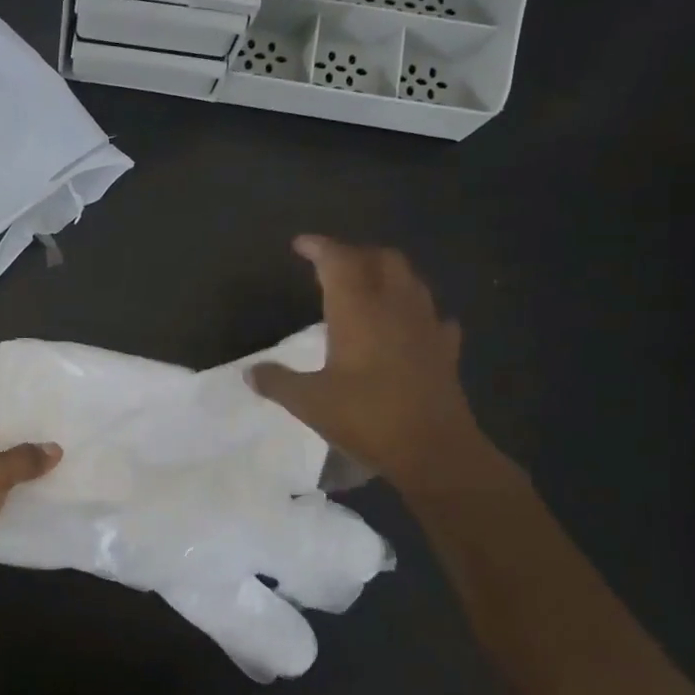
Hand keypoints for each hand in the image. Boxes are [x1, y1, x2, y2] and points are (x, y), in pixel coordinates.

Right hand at [248, 236, 481, 488]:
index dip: (319, 247)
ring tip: (366, 285)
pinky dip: (415, 310)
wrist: (434, 451)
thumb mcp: (309, 402)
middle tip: (332, 263)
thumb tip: (250, 372)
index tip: (300, 244)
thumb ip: (277, 382)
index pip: (339, 261)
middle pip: (382, 259)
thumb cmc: (367, 418)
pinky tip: (406, 324)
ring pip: (410, 280)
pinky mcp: (445, 349)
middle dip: (356, 253)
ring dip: (387, 273)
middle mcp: (395, 307)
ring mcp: (426, 325)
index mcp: (359, 311)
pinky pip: (432, 316)